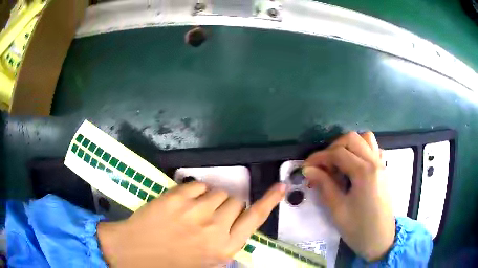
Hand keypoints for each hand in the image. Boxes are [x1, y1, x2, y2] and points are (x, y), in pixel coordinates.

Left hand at [97, 181, 285, 267]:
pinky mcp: (176, 197)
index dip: (270, 201)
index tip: (281, 186)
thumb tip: (235, 229)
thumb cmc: (169, 264)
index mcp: (224, 247)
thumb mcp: (204, 264)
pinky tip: (184, 203)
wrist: (132, 253)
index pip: (255, 219)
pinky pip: (197, 184)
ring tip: (195, 211)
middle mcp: (214, 227)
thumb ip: (224, 247)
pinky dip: (194, 191)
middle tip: (211, 217)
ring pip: (217, 191)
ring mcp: (194, 210)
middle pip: (235, 201)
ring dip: (211, 198)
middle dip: (226, 207)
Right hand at [303, 132, 394, 260]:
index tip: (306, 166)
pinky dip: (362, 150)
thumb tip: (308, 169)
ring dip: (349, 145)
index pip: (338, 153)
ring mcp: (381, 164)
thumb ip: (324, 185)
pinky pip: (374, 149)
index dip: (319, 157)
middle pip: (352, 139)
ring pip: (365, 139)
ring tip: (339, 162)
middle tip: (323, 165)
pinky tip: (354, 165)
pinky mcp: (384, 170)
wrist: (380, 239)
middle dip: (333, 147)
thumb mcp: (337, 209)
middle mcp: (375, 162)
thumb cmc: (358, 228)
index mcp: (364, 172)